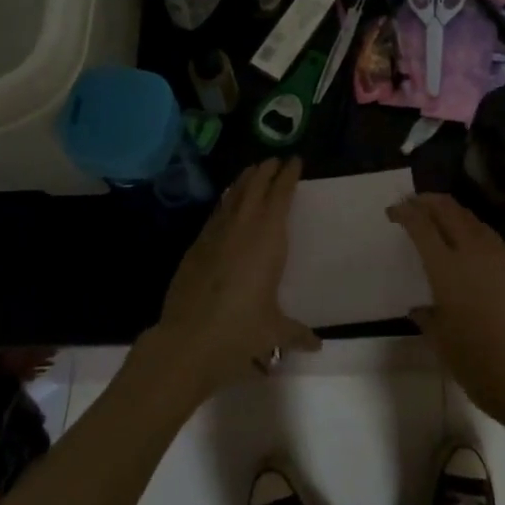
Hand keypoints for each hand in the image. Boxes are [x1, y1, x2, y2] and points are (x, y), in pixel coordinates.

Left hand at [146, 158, 319, 397]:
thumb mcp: (273, 332)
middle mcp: (243, 227)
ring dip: (244, 181)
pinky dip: (225, 202)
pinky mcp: (195, 246)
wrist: (187, 340)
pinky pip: (216, 213)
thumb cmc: (239, 331)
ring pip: (232, 195)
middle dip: (266, 171)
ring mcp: (215, 234)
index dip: (288, 176)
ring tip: (252, 171)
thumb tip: (317, 345)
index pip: (281, 195)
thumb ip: (296, 333)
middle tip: (274, 160)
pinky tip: (226, 203)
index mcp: (268, 238)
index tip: (295, 160)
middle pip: (255, 186)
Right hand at [388, 194, 504, 443]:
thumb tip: (420, 309)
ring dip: (451, 211)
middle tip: (412, 205)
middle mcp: (474, 252)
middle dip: (427, 201)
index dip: (405, 213)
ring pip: (471, 219)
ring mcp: (501, 257)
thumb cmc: (485, 367)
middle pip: (448, 210)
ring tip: (437, 218)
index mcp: (447, 269)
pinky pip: (489, 235)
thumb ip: (429, 321)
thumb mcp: (445, 347)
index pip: (421, 226)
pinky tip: (468, 244)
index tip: (393, 211)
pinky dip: (471, 228)